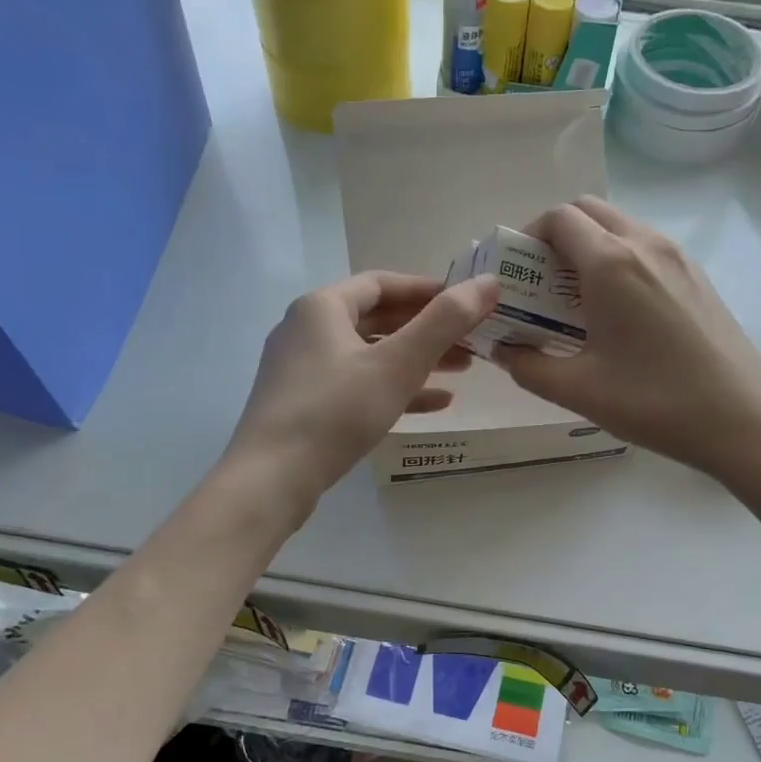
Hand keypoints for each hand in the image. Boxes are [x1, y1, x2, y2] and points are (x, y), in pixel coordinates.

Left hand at [223, 270, 499, 514]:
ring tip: (462, 371)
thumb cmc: (336, 411)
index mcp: (322, 307)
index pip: (382, 283)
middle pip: (378, 319)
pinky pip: (357, 385)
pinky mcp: (304, 404)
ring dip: (416, 360)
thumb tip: (488, 282)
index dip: (427, 289)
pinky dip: (394, 388)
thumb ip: (445, 322)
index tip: (466, 303)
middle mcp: (307, 329)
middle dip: (428, 330)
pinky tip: (434, 404)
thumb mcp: (398, 364)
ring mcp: (302, 369)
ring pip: (370, 355)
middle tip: (472, 341)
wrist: (272, 479)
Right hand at [495, 198, 760, 480]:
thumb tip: (501, 349)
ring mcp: (678, 257)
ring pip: (620, 227)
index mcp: (612, 263)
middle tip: (540, 284)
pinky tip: (616, 313)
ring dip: (588, 249)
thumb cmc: (655, 402)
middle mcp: (646, 245)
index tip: (516, 274)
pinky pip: (646, 249)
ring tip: (575, 301)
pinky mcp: (697, 276)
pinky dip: (618, 261)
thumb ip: (527, 366)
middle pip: (589, 211)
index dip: (527, 237)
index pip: (559, 218)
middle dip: (555, 237)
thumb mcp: (578, 390)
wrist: (744, 419)